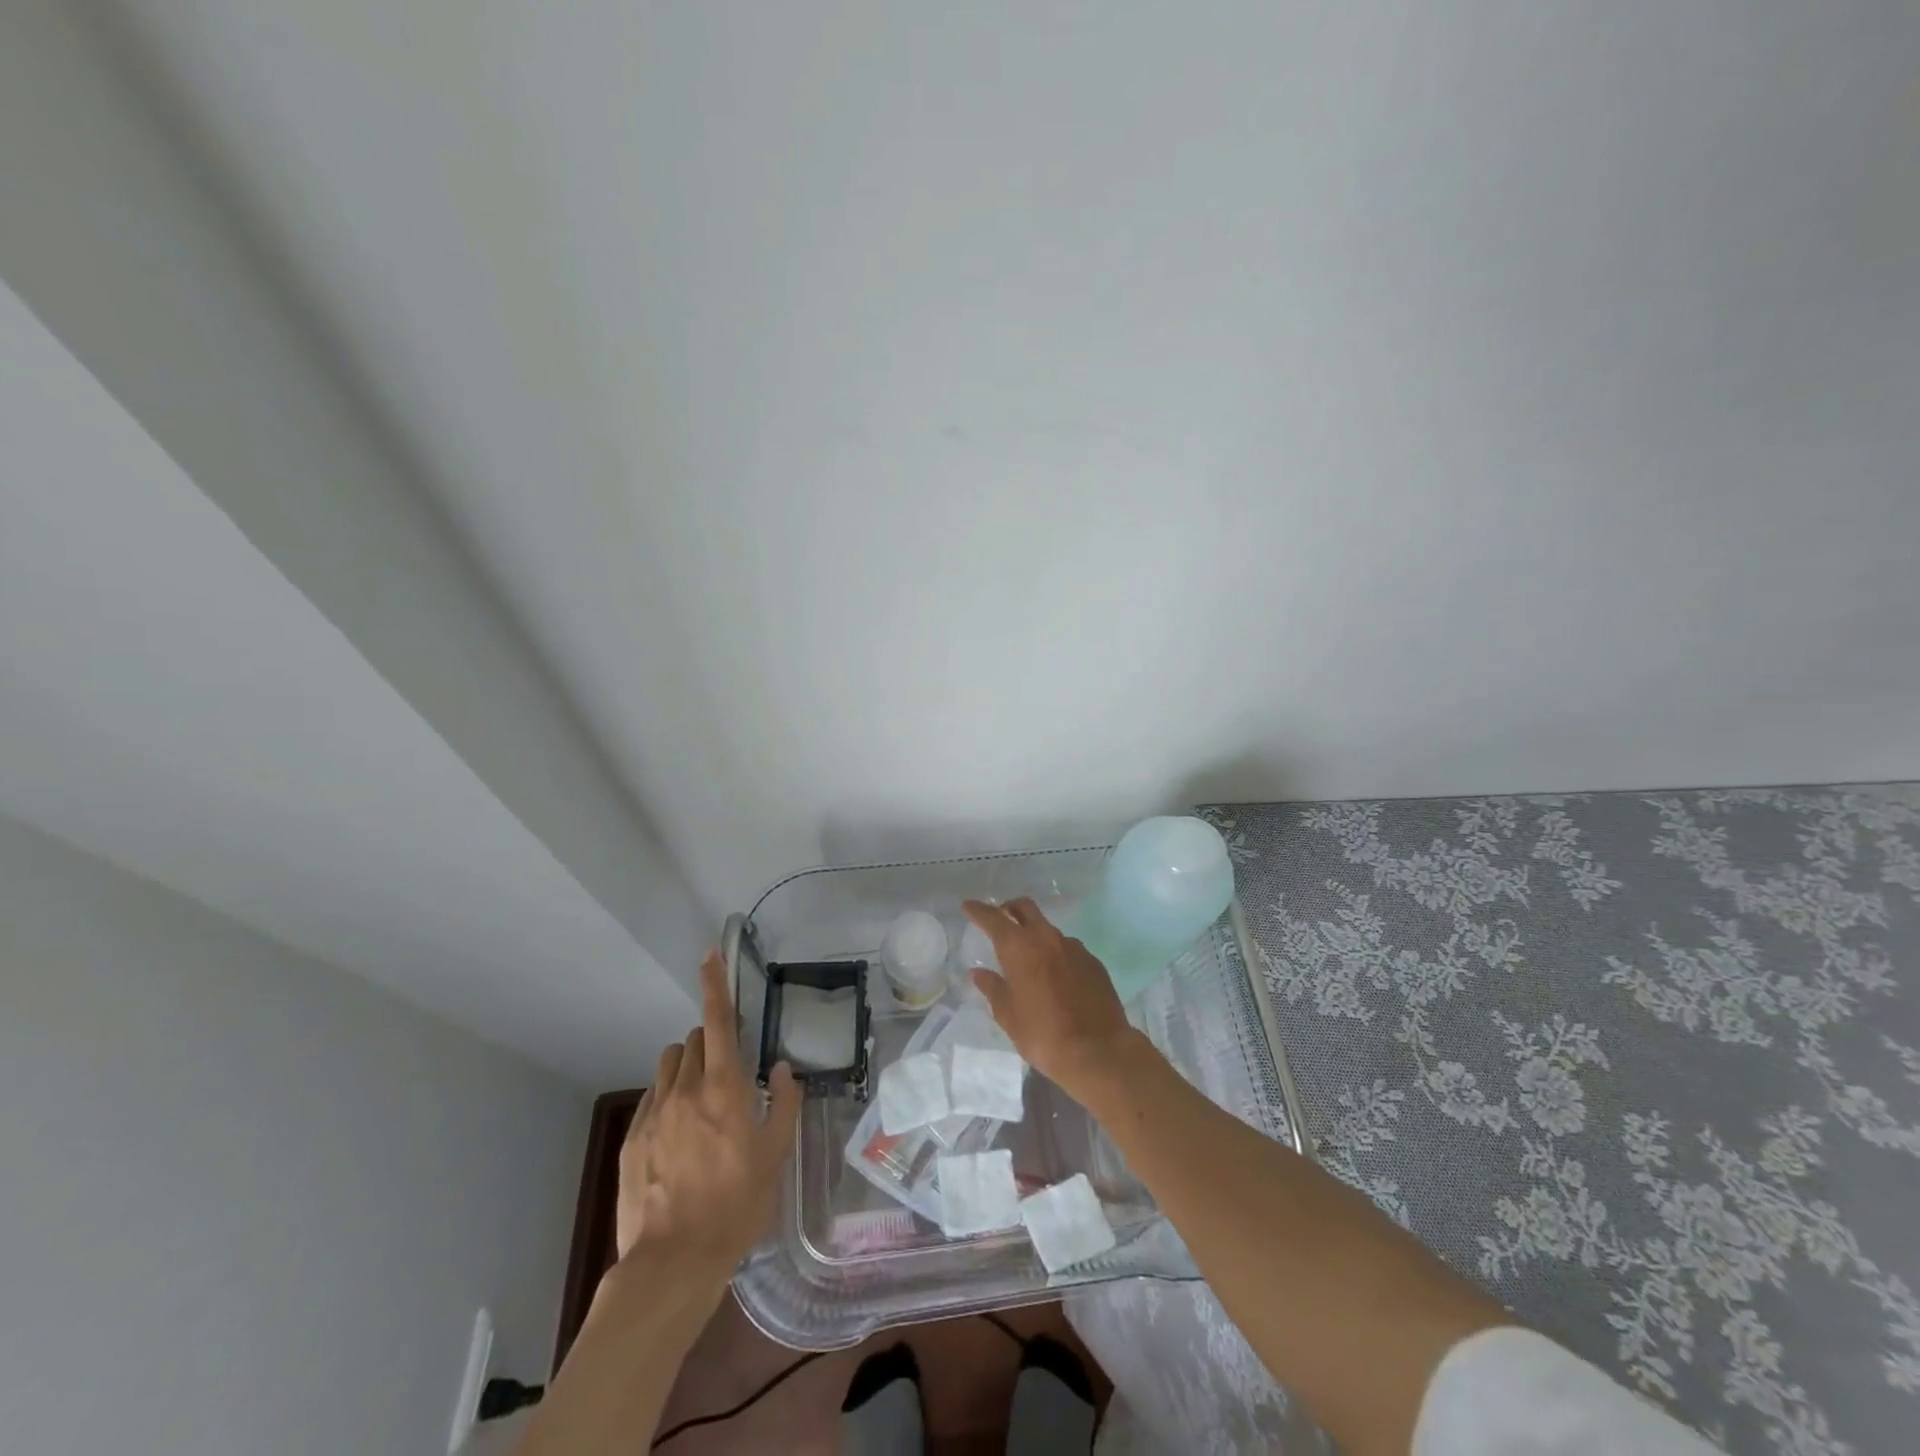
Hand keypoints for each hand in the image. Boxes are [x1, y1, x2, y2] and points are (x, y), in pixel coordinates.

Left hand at [614, 949, 802, 1270]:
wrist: (672, 1262)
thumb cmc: (736, 1205)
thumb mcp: (776, 1156)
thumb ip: (784, 1103)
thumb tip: (782, 1069)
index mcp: (724, 1087)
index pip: (719, 1021)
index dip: (715, 983)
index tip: (710, 954)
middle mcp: (686, 1089)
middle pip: (695, 1039)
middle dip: (714, 1042)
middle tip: (730, 1072)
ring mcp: (654, 1113)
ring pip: (670, 1064)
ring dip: (688, 1066)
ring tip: (702, 1100)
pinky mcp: (632, 1138)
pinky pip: (653, 1097)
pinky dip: (669, 1098)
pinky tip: (679, 1134)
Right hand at [961, 897, 1146, 1099]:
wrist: (1099, 1051)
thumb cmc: (1044, 1035)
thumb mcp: (1009, 1016)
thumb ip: (993, 989)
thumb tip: (978, 974)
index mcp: (1020, 948)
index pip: (994, 918)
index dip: (979, 910)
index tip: (968, 906)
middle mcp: (1047, 938)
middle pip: (1025, 908)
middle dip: (1009, 908)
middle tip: (1000, 919)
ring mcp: (1074, 948)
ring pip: (1048, 929)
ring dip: (1035, 934)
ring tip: (1029, 958)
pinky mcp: (1093, 962)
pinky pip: (1069, 948)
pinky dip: (1056, 953)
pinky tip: (1056, 976)